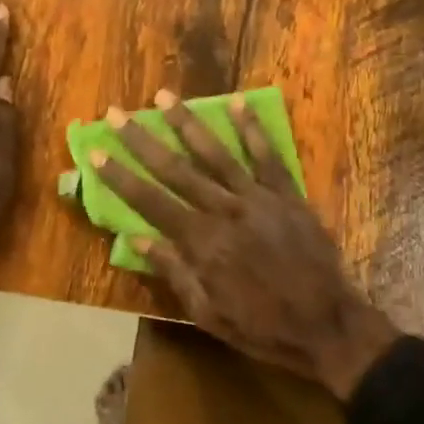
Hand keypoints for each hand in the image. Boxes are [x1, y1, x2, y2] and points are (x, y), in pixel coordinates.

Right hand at [93, 91, 400, 397]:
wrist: (327, 325)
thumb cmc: (262, 327)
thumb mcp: (208, 313)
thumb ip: (174, 272)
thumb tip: (135, 240)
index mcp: (201, 243)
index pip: (150, 202)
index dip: (120, 176)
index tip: (96, 151)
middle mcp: (224, 211)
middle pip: (176, 170)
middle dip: (143, 140)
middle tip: (118, 113)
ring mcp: (258, 199)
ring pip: (216, 154)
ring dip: (188, 123)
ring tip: (164, 97)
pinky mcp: (288, 195)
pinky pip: (267, 156)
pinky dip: (252, 129)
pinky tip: (238, 102)